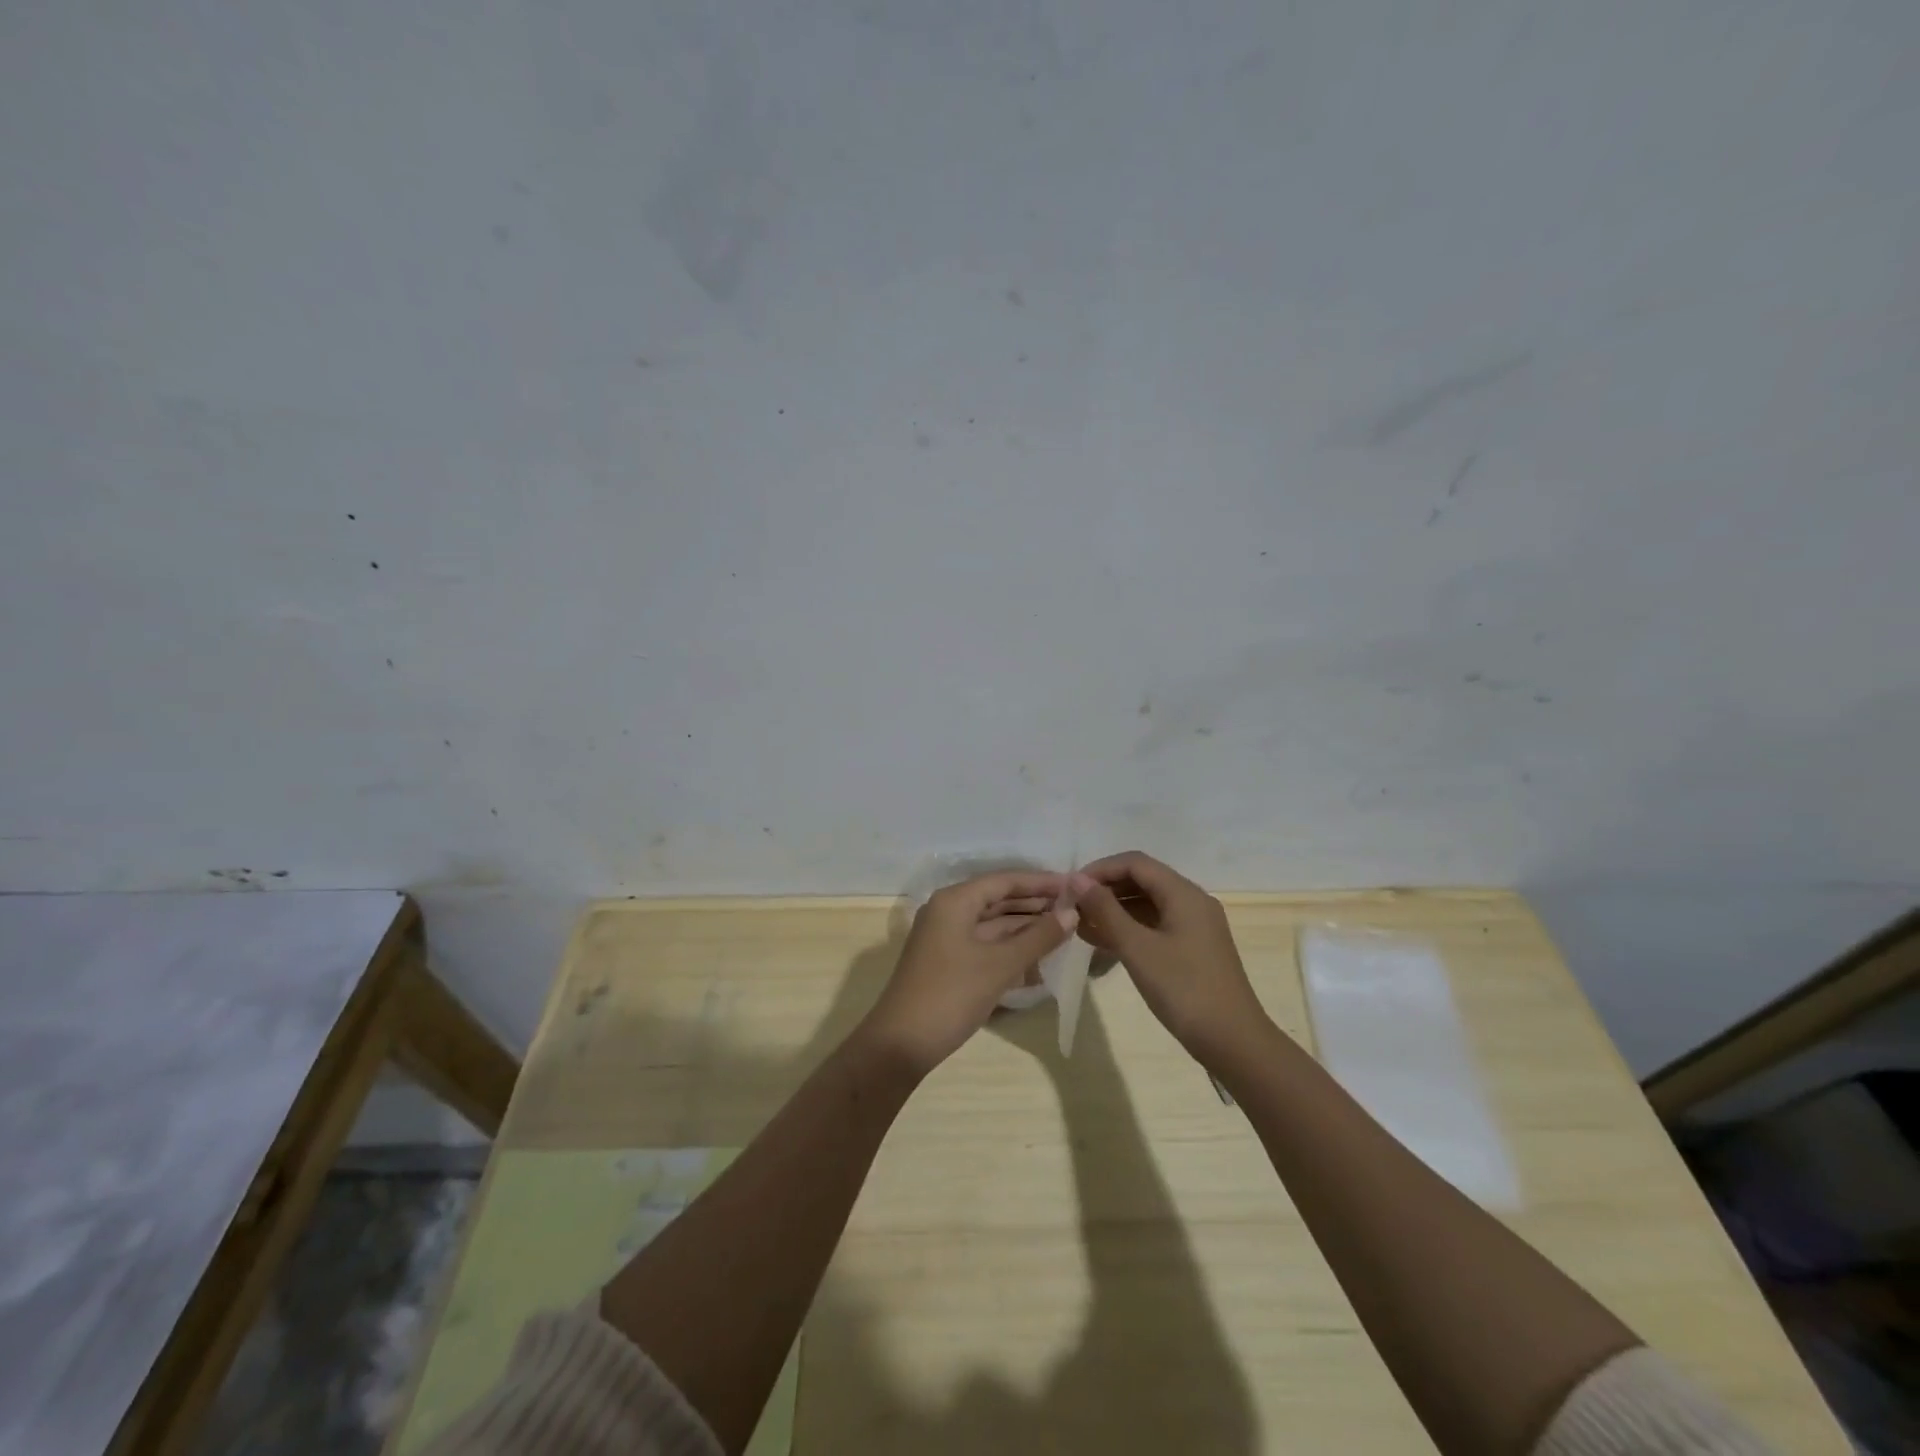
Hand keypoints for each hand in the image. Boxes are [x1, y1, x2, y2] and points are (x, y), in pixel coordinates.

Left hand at [860, 871, 1077, 1076]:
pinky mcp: (949, 962)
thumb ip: (1038, 937)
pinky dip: (1011, 948)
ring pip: (993, 924)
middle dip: (1035, 904)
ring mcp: (947, 938)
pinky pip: (986, 945)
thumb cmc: (951, 994)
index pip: (1004, 881)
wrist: (901, 1044)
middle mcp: (948, 911)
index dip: (1040, 883)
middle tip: (1075, 908)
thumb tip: (1071, 913)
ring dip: (1026, 928)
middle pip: (998, 900)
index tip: (1074, 885)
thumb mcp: (1000, 964)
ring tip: (1065, 931)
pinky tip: (1039, 958)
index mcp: (955, 901)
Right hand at [1071, 851, 1267, 1065]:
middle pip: (1142, 880)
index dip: (1100, 869)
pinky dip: (1129, 929)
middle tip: (1072, 907)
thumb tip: (1077, 880)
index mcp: (1183, 893)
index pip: (1135, 863)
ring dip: (1114, 910)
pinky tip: (1103, 943)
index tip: (1070, 887)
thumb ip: (1105, 910)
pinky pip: (1154, 925)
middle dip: (1105, 889)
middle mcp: (1191, 901)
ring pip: (1147, 904)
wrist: (1233, 1042)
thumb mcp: (1137, 948)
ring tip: (1080, 926)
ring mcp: (1194, 926)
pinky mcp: (1192, 949)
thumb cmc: (1184, 990)